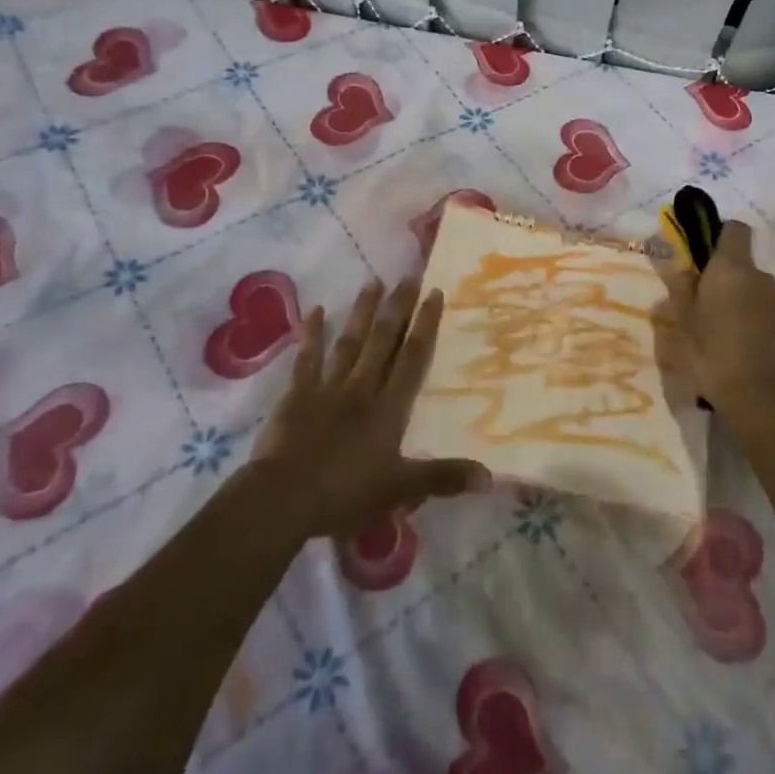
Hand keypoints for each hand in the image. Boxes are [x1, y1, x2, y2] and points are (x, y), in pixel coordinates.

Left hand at [252, 279, 486, 539]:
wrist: (284, 498)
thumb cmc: (346, 494)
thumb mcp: (401, 489)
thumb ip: (444, 478)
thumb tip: (490, 476)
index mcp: (389, 408)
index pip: (412, 358)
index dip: (425, 325)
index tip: (434, 292)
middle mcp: (362, 388)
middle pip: (383, 340)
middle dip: (398, 307)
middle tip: (408, 274)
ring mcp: (328, 388)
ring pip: (350, 342)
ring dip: (362, 311)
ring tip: (373, 281)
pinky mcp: (298, 395)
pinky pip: (307, 359)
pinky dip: (311, 334)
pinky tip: (314, 310)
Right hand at [654, 221, 774, 418]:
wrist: (763, 399)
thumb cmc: (712, 354)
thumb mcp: (682, 323)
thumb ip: (681, 289)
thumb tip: (684, 269)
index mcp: (731, 269)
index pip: (734, 230)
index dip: (720, 236)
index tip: (705, 259)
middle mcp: (762, 277)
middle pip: (743, 267)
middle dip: (727, 282)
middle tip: (707, 312)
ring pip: (758, 293)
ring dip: (744, 305)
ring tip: (727, 338)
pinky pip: (772, 317)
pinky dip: (760, 326)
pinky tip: (747, 354)